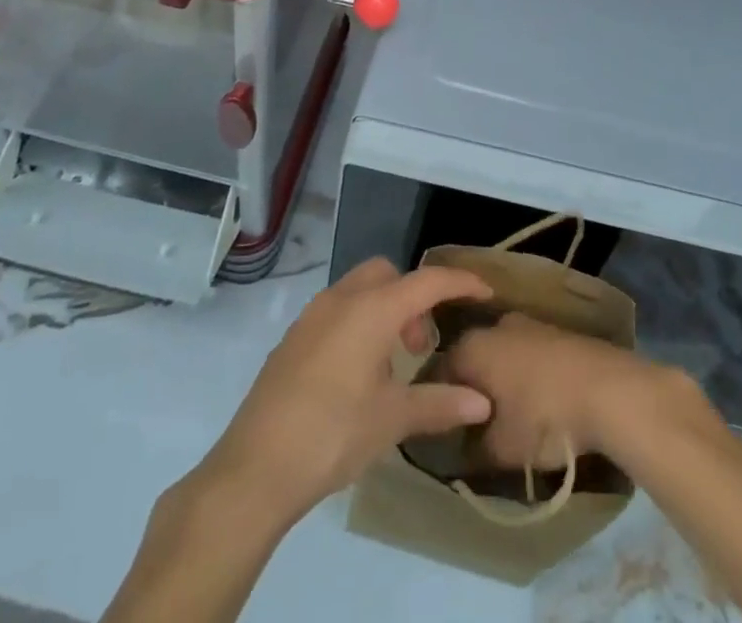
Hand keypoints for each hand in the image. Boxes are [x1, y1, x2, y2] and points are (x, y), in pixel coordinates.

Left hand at [203, 258, 495, 523]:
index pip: (427, 281)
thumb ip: (439, 403)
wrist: (255, 466)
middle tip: (423, 345)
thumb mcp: (392, 420)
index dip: (460, 282)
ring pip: (361, 289)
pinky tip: (359, 373)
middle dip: (415, 297)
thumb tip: (482, 402)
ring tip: (394, 362)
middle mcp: (342, 299)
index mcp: (372, 310)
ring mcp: (313, 315)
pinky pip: (338, 309)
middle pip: (389, 274)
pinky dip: (360, 322)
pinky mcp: (294, 336)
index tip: (485, 292)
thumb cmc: (333, 434)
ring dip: (386, 309)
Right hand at [439, 312, 681, 469]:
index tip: (448, 432)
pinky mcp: (560, 332)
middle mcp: (496, 325)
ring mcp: (531, 324)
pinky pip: (532, 355)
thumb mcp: (500, 449)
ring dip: (505, 382)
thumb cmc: (545, 417)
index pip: (441, 373)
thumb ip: (473, 450)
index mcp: (472, 346)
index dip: (443, 404)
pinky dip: (531, 377)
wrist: (611, 391)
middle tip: (480, 427)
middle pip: (474, 360)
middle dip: (475, 390)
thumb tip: (463, 449)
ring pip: (505, 355)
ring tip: (514, 418)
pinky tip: (543, 404)